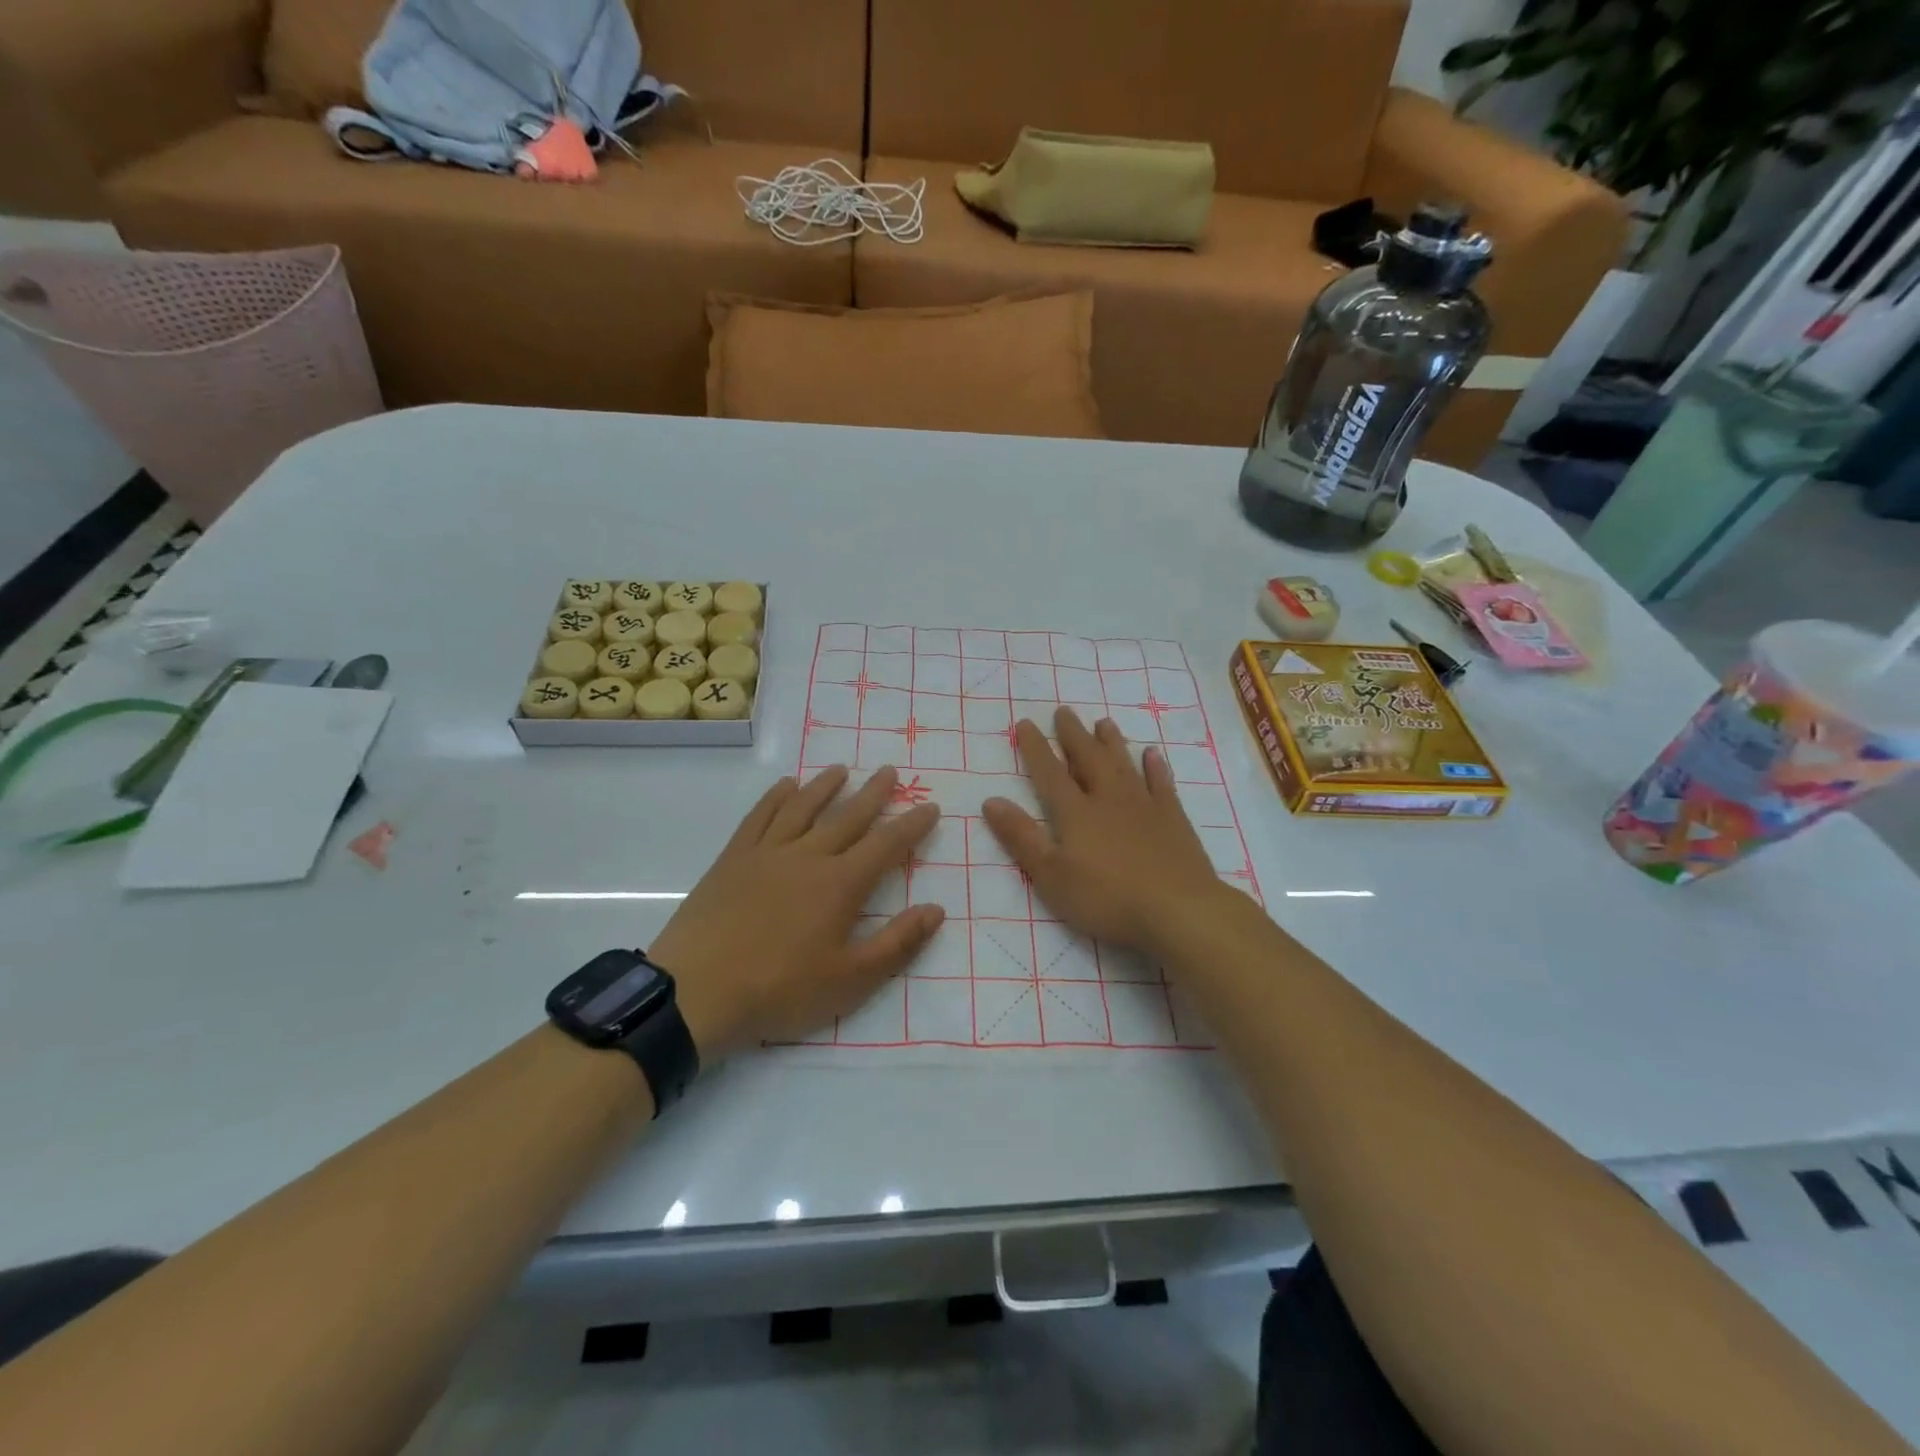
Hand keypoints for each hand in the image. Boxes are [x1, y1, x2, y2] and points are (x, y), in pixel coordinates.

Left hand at [650, 765, 942, 1060]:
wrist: (696, 991)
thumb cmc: (779, 990)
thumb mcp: (850, 980)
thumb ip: (897, 943)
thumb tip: (937, 909)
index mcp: (840, 884)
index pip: (886, 845)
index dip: (911, 825)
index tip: (930, 806)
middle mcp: (808, 856)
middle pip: (847, 817)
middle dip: (873, 794)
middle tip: (890, 771)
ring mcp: (766, 853)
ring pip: (803, 808)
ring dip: (825, 786)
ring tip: (842, 769)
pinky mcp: (733, 859)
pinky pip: (759, 817)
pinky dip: (775, 797)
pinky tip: (785, 786)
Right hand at [982, 709, 1226, 952]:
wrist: (1178, 909)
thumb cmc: (1107, 898)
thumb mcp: (1051, 876)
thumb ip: (1022, 837)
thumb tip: (991, 801)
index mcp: (1076, 813)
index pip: (1050, 773)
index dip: (1035, 748)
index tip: (1025, 723)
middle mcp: (1109, 799)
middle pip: (1088, 759)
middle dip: (1073, 735)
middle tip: (1064, 711)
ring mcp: (1145, 806)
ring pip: (1124, 764)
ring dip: (1111, 743)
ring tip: (1103, 723)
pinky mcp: (1173, 820)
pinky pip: (1161, 784)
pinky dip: (1155, 767)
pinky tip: (1152, 755)